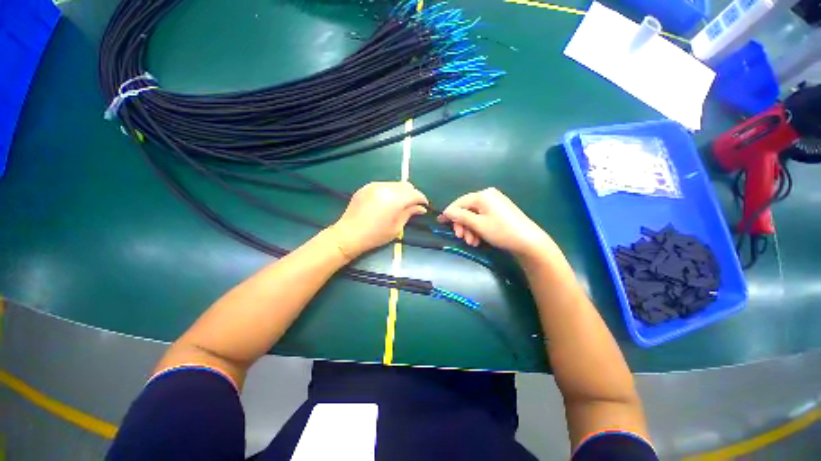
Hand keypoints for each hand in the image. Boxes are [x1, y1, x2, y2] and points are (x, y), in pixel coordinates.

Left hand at [330, 182, 427, 259]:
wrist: (349, 234)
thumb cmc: (375, 235)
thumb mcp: (396, 227)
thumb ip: (409, 213)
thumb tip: (421, 208)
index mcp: (395, 199)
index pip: (414, 194)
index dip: (422, 199)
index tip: (424, 206)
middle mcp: (386, 188)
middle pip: (406, 186)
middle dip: (412, 194)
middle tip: (413, 205)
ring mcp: (374, 186)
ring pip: (395, 184)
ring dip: (401, 192)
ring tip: (400, 203)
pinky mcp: (366, 187)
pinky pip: (383, 185)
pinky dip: (390, 191)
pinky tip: (387, 201)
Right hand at [437, 188, 556, 259]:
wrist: (528, 242)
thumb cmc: (501, 231)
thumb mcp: (477, 224)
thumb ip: (460, 216)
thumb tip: (446, 211)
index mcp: (483, 195)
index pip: (459, 202)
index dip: (450, 214)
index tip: (442, 224)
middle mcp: (488, 195)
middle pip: (467, 209)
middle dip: (462, 225)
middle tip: (462, 238)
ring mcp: (495, 203)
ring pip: (474, 216)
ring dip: (470, 229)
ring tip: (472, 242)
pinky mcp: (500, 211)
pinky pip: (483, 218)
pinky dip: (478, 228)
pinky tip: (479, 239)